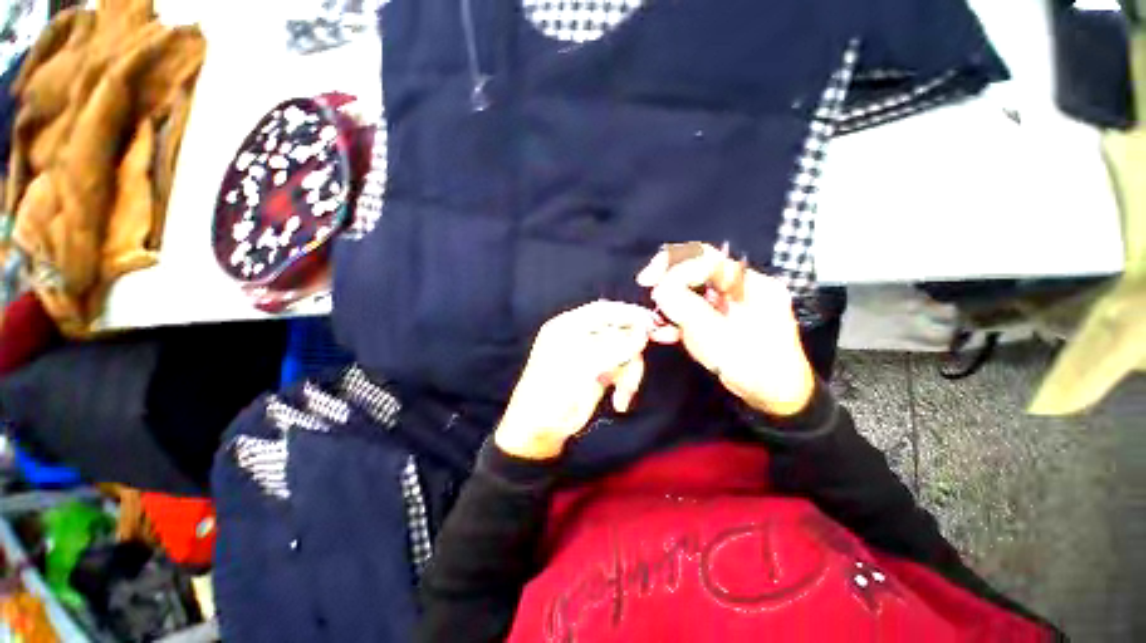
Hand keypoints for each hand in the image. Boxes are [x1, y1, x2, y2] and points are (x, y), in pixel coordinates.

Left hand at [495, 301, 667, 459]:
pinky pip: (623, 369)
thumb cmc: (552, 392)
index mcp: (569, 326)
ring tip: (625, 393)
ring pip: (625, 352)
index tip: (652, 324)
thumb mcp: (581, 366)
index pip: (603, 311)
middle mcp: (582, 336)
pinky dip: (627, 384)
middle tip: (638, 364)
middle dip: (632, 351)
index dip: (628, 314)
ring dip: (631, 373)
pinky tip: (620, 401)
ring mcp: (593, 355)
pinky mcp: (601, 372)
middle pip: (619, 331)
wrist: (541, 429)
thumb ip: (614, 347)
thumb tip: (643, 333)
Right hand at [637, 242, 814, 416]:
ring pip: (692, 290)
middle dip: (669, 277)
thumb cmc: (752, 365)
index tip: (650, 281)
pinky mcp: (720, 321)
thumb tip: (660, 289)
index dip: (675, 266)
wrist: (774, 396)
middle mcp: (739, 287)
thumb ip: (686, 308)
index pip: (707, 259)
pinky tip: (662, 333)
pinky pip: (694, 311)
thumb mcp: (717, 335)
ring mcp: (729, 305)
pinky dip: (677, 320)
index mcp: (748, 284)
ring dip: (670, 301)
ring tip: (655, 317)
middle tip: (648, 286)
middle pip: (698, 269)